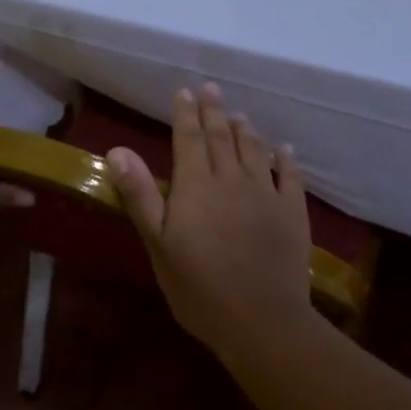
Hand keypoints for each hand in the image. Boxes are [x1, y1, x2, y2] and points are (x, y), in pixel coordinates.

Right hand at [105, 83, 313, 351]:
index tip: (184, 92)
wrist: (261, 320)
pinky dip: (285, 158)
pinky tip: (283, 149)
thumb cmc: (199, 288)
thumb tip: (118, 149)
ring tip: (239, 114)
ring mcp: (266, 194)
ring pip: (254, 151)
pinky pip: (290, 176)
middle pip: (221, 137)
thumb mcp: (158, 244)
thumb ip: (140, 195)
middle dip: (214, 111)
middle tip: (210, 88)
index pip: (188, 139)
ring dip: (245, 130)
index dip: (185, 114)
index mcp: (196, 186)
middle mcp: (232, 179)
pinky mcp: (292, 212)